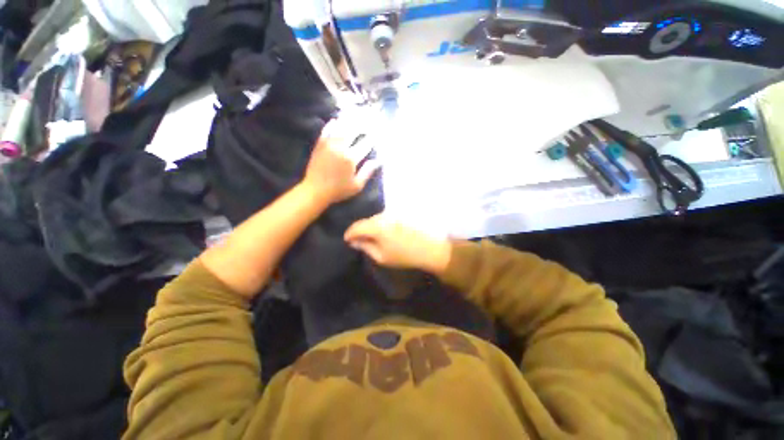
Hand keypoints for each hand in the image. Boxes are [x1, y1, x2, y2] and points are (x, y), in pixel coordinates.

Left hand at [303, 118, 379, 205]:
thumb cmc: (338, 190)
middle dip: (362, 125)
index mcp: (351, 158)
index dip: (372, 138)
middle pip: (353, 131)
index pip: (365, 144)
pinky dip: (331, 125)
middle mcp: (340, 148)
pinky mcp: (319, 145)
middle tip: (368, 120)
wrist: (315, 190)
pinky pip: (326, 131)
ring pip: (339, 128)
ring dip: (348, 121)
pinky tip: (335, 120)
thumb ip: (367, 172)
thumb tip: (378, 161)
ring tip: (354, 115)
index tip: (377, 134)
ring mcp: (328, 145)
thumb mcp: (357, 185)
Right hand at [344, 214, 451, 274]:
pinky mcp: (400, 213)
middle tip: (358, 240)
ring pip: (375, 218)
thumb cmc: (404, 256)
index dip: (349, 233)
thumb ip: (365, 247)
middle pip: (366, 221)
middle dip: (360, 230)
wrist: (430, 248)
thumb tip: (354, 241)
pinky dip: (380, 223)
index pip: (356, 227)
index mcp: (376, 226)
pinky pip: (384, 217)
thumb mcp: (381, 256)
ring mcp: (393, 213)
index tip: (346, 240)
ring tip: (370, 236)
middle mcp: (383, 215)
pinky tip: (382, 231)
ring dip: (370, 226)